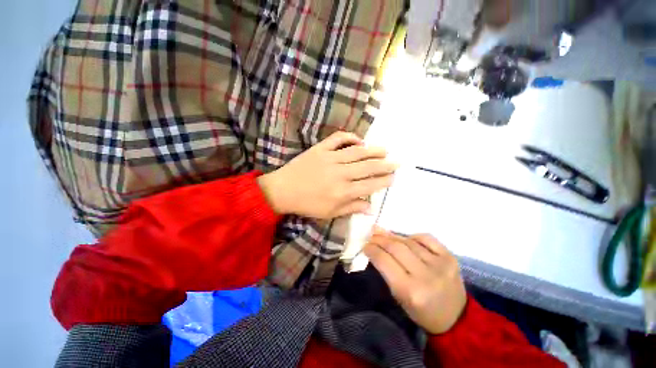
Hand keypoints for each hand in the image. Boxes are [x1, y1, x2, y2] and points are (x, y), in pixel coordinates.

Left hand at [257, 132, 396, 218]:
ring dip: (373, 150)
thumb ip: (351, 208)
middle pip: (368, 167)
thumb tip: (370, 207)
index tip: (393, 177)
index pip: (369, 185)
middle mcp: (340, 174)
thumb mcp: (329, 213)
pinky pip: (338, 139)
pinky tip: (359, 140)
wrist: (282, 190)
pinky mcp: (320, 149)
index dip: (383, 181)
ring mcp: (330, 158)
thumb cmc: (307, 204)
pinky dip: (350, 137)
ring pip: (357, 152)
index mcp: (342, 192)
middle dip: (385, 165)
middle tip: (396, 162)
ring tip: (384, 150)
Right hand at [364, 229, 466, 333]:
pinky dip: (413, 236)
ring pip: (409, 241)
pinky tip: (407, 239)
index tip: (365, 245)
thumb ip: (387, 270)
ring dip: (393, 236)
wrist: (455, 319)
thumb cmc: (421, 311)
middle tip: (372, 235)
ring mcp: (440, 264)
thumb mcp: (398, 296)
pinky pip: (427, 238)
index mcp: (410, 290)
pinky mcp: (450, 257)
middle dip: (380, 239)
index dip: (372, 249)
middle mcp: (425, 275)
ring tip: (384, 234)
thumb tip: (374, 247)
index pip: (384, 261)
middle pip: (396, 247)